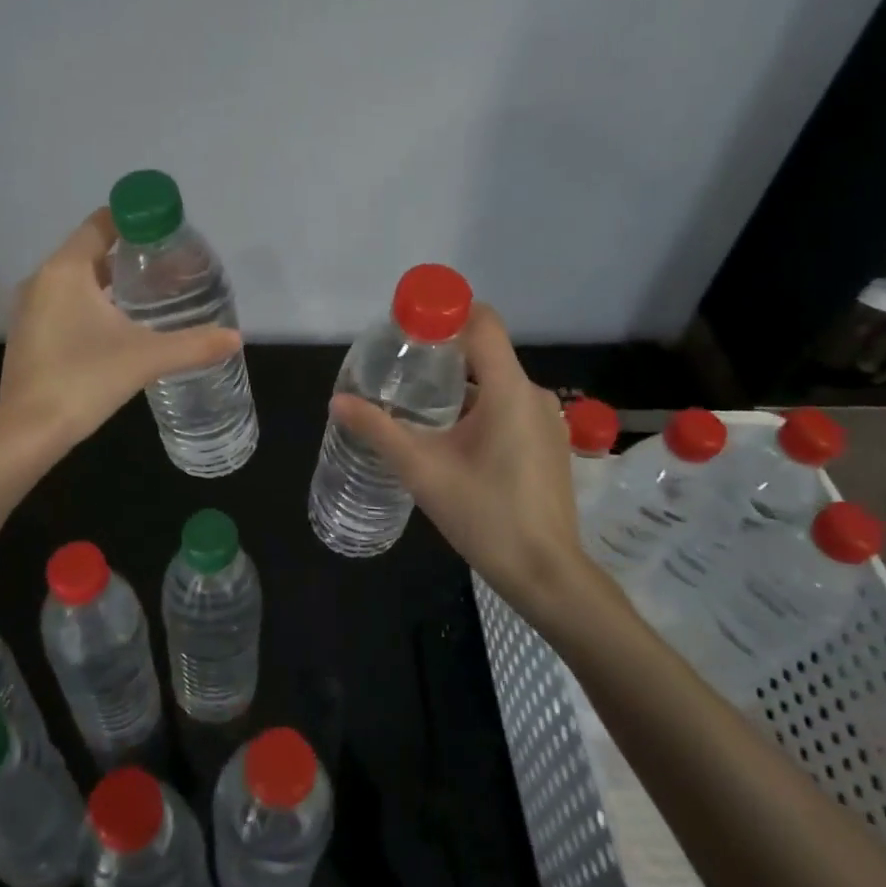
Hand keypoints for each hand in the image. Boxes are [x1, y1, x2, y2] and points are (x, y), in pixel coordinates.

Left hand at [0, 208, 242, 451]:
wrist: (28, 432)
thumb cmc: (84, 380)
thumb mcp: (146, 358)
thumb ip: (193, 345)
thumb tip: (235, 337)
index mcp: (66, 270)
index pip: (101, 223)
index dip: (135, 221)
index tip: (167, 234)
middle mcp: (42, 280)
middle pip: (91, 251)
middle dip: (130, 255)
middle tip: (169, 268)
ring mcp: (30, 309)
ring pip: (76, 280)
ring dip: (110, 282)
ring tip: (151, 296)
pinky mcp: (29, 335)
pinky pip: (64, 304)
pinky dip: (91, 304)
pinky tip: (119, 328)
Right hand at [331, 304, 594, 610]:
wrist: (545, 573)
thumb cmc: (485, 515)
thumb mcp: (422, 470)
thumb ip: (378, 430)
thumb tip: (338, 401)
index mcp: (510, 390)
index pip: (483, 322)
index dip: (446, 313)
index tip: (408, 329)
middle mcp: (533, 395)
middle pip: (485, 352)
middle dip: (442, 354)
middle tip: (399, 371)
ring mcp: (545, 421)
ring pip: (496, 383)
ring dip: (458, 386)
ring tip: (417, 406)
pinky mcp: (547, 444)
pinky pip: (509, 407)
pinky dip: (479, 408)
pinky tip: (451, 439)